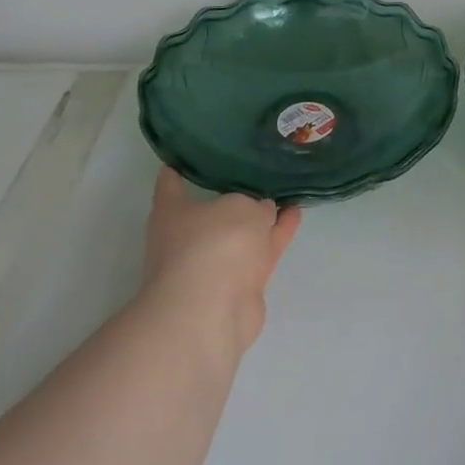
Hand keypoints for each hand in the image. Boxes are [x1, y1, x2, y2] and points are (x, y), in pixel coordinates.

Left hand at [139, 169, 300, 356]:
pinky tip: (294, 215)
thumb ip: (255, 206)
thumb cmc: (213, 244)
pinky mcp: (239, 283)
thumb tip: (263, 214)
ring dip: (263, 216)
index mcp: (173, 212)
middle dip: (234, 194)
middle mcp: (190, 236)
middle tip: (258, 169)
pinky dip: (277, 234)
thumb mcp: (241, 207)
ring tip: (287, 192)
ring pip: (242, 231)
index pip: (170, 183)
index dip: (177, 168)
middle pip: (213, 209)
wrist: (212, 310)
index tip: (185, 154)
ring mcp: (215, 262)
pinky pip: (260, 250)